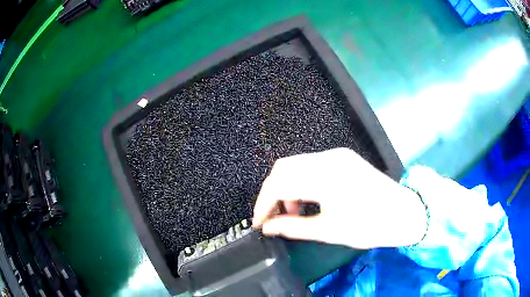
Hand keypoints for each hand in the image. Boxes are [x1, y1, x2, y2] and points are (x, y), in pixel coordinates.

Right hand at [252, 148, 426, 248]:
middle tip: (272, 216)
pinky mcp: (343, 158)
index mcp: (327, 177)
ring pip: (295, 164)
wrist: (404, 213)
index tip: (259, 222)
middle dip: (271, 193)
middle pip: (283, 168)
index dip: (263, 205)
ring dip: (286, 187)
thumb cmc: (371, 226)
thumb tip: (268, 228)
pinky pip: (310, 165)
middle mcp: (329, 158)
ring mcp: (337, 155)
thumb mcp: (329, 231)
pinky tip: (308, 199)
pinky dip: (300, 182)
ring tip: (294, 211)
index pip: (280, 184)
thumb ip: (293, 227)